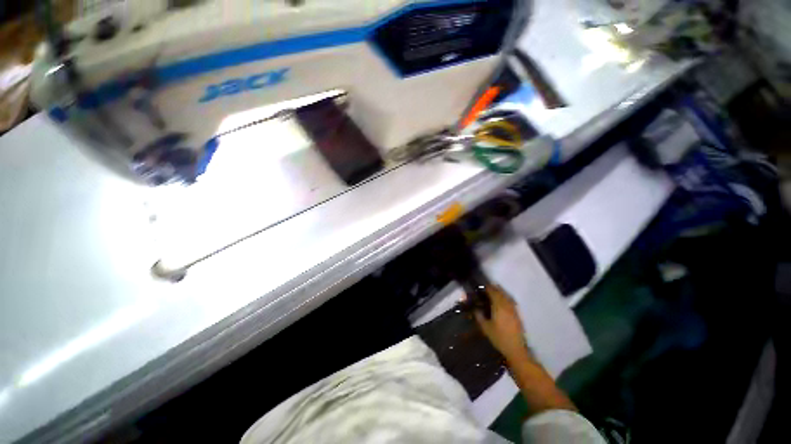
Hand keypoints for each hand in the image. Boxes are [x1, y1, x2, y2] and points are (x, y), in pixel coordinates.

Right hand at [473, 285, 530, 361]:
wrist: (516, 350)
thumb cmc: (499, 338)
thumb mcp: (485, 328)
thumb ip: (479, 316)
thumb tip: (475, 308)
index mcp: (499, 307)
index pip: (493, 293)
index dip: (488, 288)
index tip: (482, 286)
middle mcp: (507, 306)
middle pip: (501, 293)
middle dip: (494, 289)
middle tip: (487, 287)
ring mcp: (513, 310)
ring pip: (507, 297)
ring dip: (501, 292)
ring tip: (495, 291)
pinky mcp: (517, 315)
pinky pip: (511, 302)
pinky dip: (506, 298)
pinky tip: (503, 300)